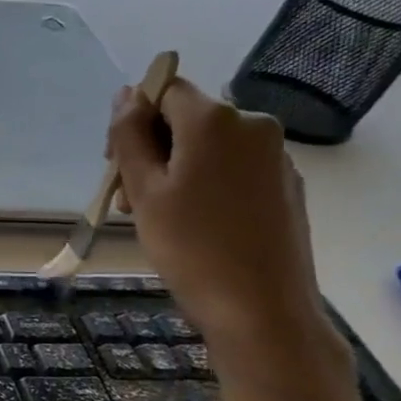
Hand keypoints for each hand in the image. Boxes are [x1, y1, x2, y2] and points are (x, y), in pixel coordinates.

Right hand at [106, 79, 338, 368]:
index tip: (116, 164)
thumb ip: (129, 135)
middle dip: (150, 148)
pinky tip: (193, 224)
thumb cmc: (190, 246)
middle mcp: (253, 126)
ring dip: (173, 169)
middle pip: (185, 118)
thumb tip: (127, 94)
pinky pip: (231, 167)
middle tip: (129, 198)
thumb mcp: (143, 188)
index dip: (132, 120)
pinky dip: (203, 183)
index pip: (163, 91)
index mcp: (216, 121)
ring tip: (157, 217)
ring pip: (207, 145)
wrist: (260, 308)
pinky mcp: (285, 185)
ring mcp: (275, 156)